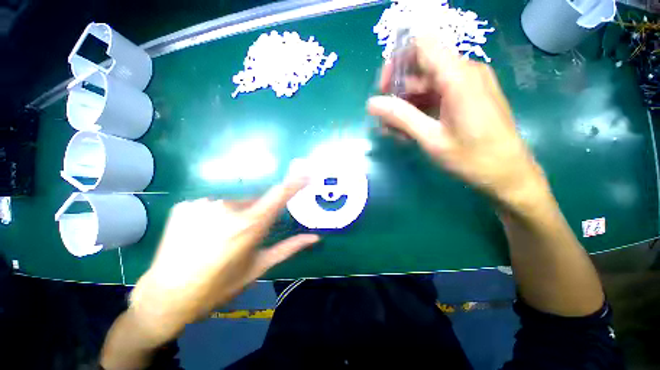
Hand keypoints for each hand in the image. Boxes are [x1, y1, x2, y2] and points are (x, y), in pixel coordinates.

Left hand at [127, 167, 318, 346]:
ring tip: (220, 240)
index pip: (279, 194)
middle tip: (246, 237)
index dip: (295, 182)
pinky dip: (214, 216)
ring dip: (235, 216)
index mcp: (249, 225)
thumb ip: (289, 248)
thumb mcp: (258, 268)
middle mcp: (227, 208)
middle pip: (255, 201)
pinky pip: (212, 205)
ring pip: (233, 204)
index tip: (307, 173)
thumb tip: (315, 237)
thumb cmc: (218, 287)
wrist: (166, 298)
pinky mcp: (185, 205)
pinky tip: (202, 235)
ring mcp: (204, 204)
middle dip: (257, 214)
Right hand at [367, 38, 548, 208]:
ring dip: (405, 106)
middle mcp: (464, 72)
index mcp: (458, 76)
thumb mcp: (431, 138)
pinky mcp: (466, 97)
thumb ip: (401, 117)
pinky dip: (418, 110)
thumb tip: (372, 103)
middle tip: (384, 121)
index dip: (397, 62)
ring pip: (425, 85)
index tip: (384, 90)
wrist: (507, 173)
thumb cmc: (472, 158)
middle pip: (420, 68)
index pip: (420, 46)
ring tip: (393, 132)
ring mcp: (466, 84)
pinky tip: (408, 131)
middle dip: (397, 93)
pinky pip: (435, 96)